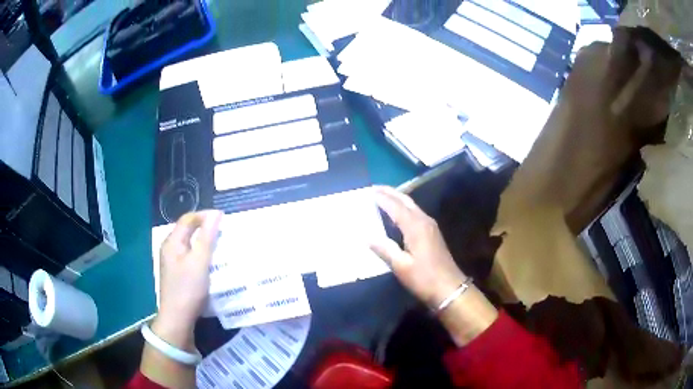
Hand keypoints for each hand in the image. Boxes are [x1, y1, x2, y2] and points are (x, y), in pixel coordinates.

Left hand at [154, 210, 222, 349]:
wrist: (177, 319)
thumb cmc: (188, 289)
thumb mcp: (200, 262)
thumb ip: (207, 237)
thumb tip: (216, 213)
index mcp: (172, 242)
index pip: (188, 219)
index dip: (205, 215)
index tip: (223, 219)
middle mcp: (170, 248)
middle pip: (188, 230)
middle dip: (205, 228)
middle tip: (224, 232)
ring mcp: (172, 262)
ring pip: (190, 244)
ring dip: (204, 242)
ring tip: (221, 246)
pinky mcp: (177, 273)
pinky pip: (190, 256)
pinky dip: (201, 255)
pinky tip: (211, 263)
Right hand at [370, 186, 465, 307]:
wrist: (449, 288)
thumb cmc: (424, 278)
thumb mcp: (401, 267)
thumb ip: (385, 249)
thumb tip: (367, 236)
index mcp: (415, 227)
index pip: (395, 206)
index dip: (382, 198)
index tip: (368, 191)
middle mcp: (424, 221)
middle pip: (406, 200)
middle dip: (390, 192)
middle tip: (374, 188)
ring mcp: (430, 226)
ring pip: (411, 205)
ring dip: (397, 199)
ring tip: (382, 197)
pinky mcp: (432, 232)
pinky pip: (415, 213)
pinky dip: (403, 208)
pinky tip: (396, 214)